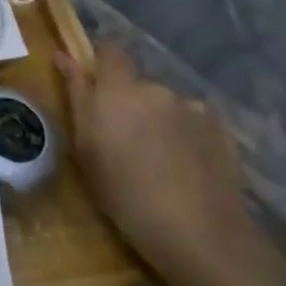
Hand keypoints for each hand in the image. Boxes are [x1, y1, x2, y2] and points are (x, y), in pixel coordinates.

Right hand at [57, 44, 261, 285]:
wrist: (199, 234)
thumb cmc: (123, 192)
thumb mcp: (86, 147)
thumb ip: (77, 95)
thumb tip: (63, 56)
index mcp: (118, 90)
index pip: (109, 52)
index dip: (102, 63)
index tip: (94, 87)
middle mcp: (156, 89)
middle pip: (138, 84)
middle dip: (130, 103)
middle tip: (124, 140)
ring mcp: (193, 109)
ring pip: (166, 105)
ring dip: (159, 120)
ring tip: (159, 159)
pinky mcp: (222, 131)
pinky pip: (193, 122)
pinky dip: (186, 135)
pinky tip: (186, 167)